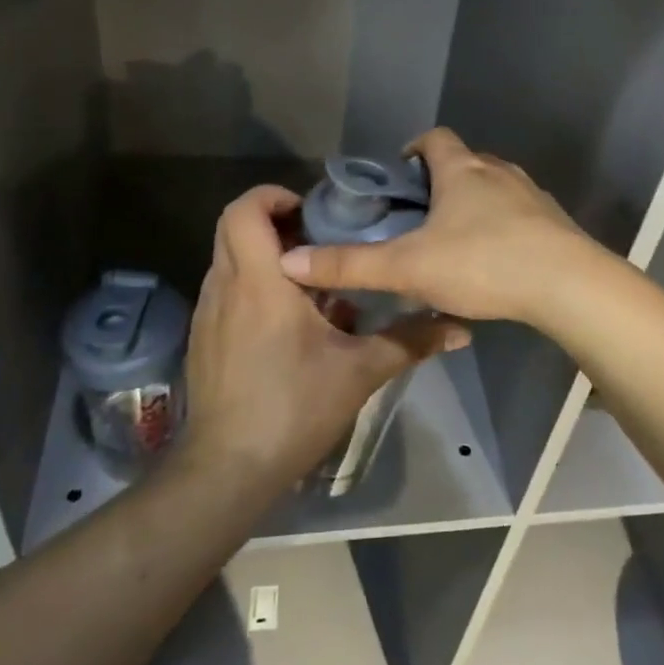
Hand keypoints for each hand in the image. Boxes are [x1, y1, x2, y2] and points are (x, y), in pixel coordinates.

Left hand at [178, 184, 469, 493]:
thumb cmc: (294, 408)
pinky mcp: (203, 337)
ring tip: (310, 279)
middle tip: (318, 238)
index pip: (244, 210)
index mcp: (260, 282)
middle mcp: (225, 286)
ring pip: (228, 257)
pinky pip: (226, 288)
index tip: (312, 211)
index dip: (273, 195)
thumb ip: (410, 341)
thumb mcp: (360, 371)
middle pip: (232, 226)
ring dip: (264, 254)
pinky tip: (288, 320)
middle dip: (273, 220)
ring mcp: (208, 312)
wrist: (228, 469)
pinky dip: (253, 283)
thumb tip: (460, 329)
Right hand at [279, 128, 609, 327]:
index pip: (434, 138)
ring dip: (473, 206)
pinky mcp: (554, 222)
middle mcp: (499, 171)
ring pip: (494, 189)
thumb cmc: (483, 263)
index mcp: (462, 170)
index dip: (413, 150)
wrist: (568, 286)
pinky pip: (520, 215)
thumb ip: (350, 266)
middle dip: (440, 183)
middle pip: (465, 163)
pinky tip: (494, 263)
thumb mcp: (408, 267)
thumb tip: (290, 262)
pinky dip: (503, 228)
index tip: (399, 177)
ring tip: (453, 243)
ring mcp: (531, 195)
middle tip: (418, 219)